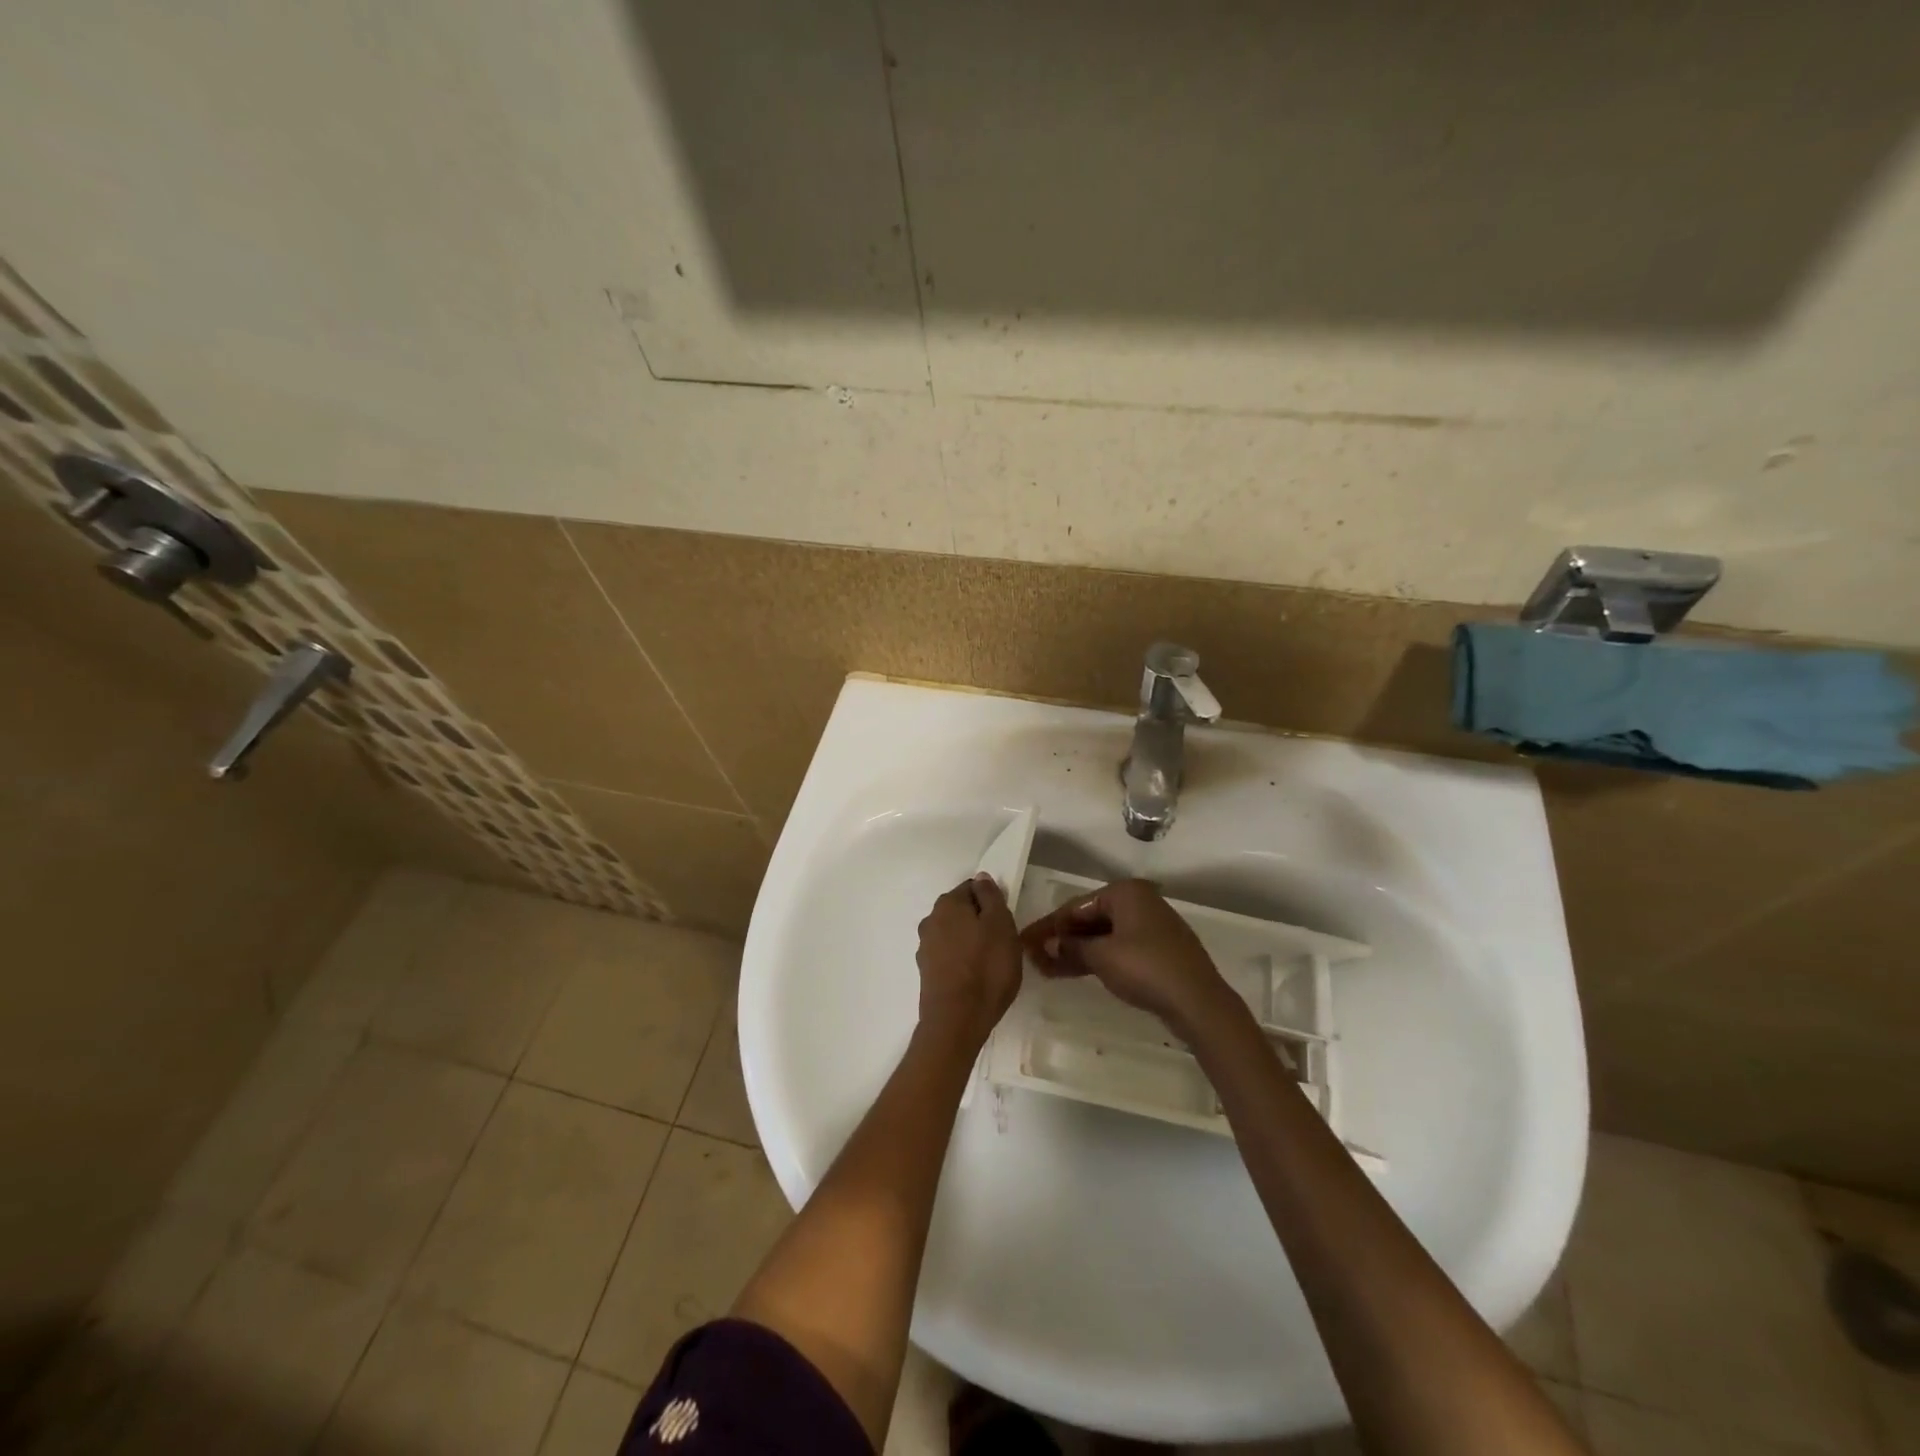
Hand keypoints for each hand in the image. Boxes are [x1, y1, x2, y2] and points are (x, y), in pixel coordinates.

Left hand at [915, 874, 1022, 1049]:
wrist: (957, 1020)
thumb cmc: (986, 967)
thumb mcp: (1001, 925)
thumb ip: (991, 897)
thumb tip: (981, 878)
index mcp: (948, 903)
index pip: (972, 888)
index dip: (991, 901)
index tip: (1005, 920)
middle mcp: (930, 920)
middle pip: (961, 911)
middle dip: (980, 920)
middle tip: (1002, 941)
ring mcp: (925, 947)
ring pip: (954, 934)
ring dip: (970, 941)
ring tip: (990, 962)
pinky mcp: (926, 972)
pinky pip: (949, 956)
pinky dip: (961, 960)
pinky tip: (975, 977)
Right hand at [1020, 878, 1231, 1034]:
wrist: (1198, 1002)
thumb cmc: (1145, 968)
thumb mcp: (1101, 957)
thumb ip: (1070, 947)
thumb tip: (1044, 945)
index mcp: (1126, 893)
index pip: (1076, 906)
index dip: (1047, 926)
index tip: (1023, 941)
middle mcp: (1139, 902)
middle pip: (1090, 919)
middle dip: (1061, 940)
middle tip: (1033, 958)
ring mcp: (1151, 927)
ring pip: (1104, 936)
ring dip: (1076, 951)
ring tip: (1046, 969)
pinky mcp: (1158, 951)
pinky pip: (1118, 948)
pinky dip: (1097, 958)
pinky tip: (1076, 971)